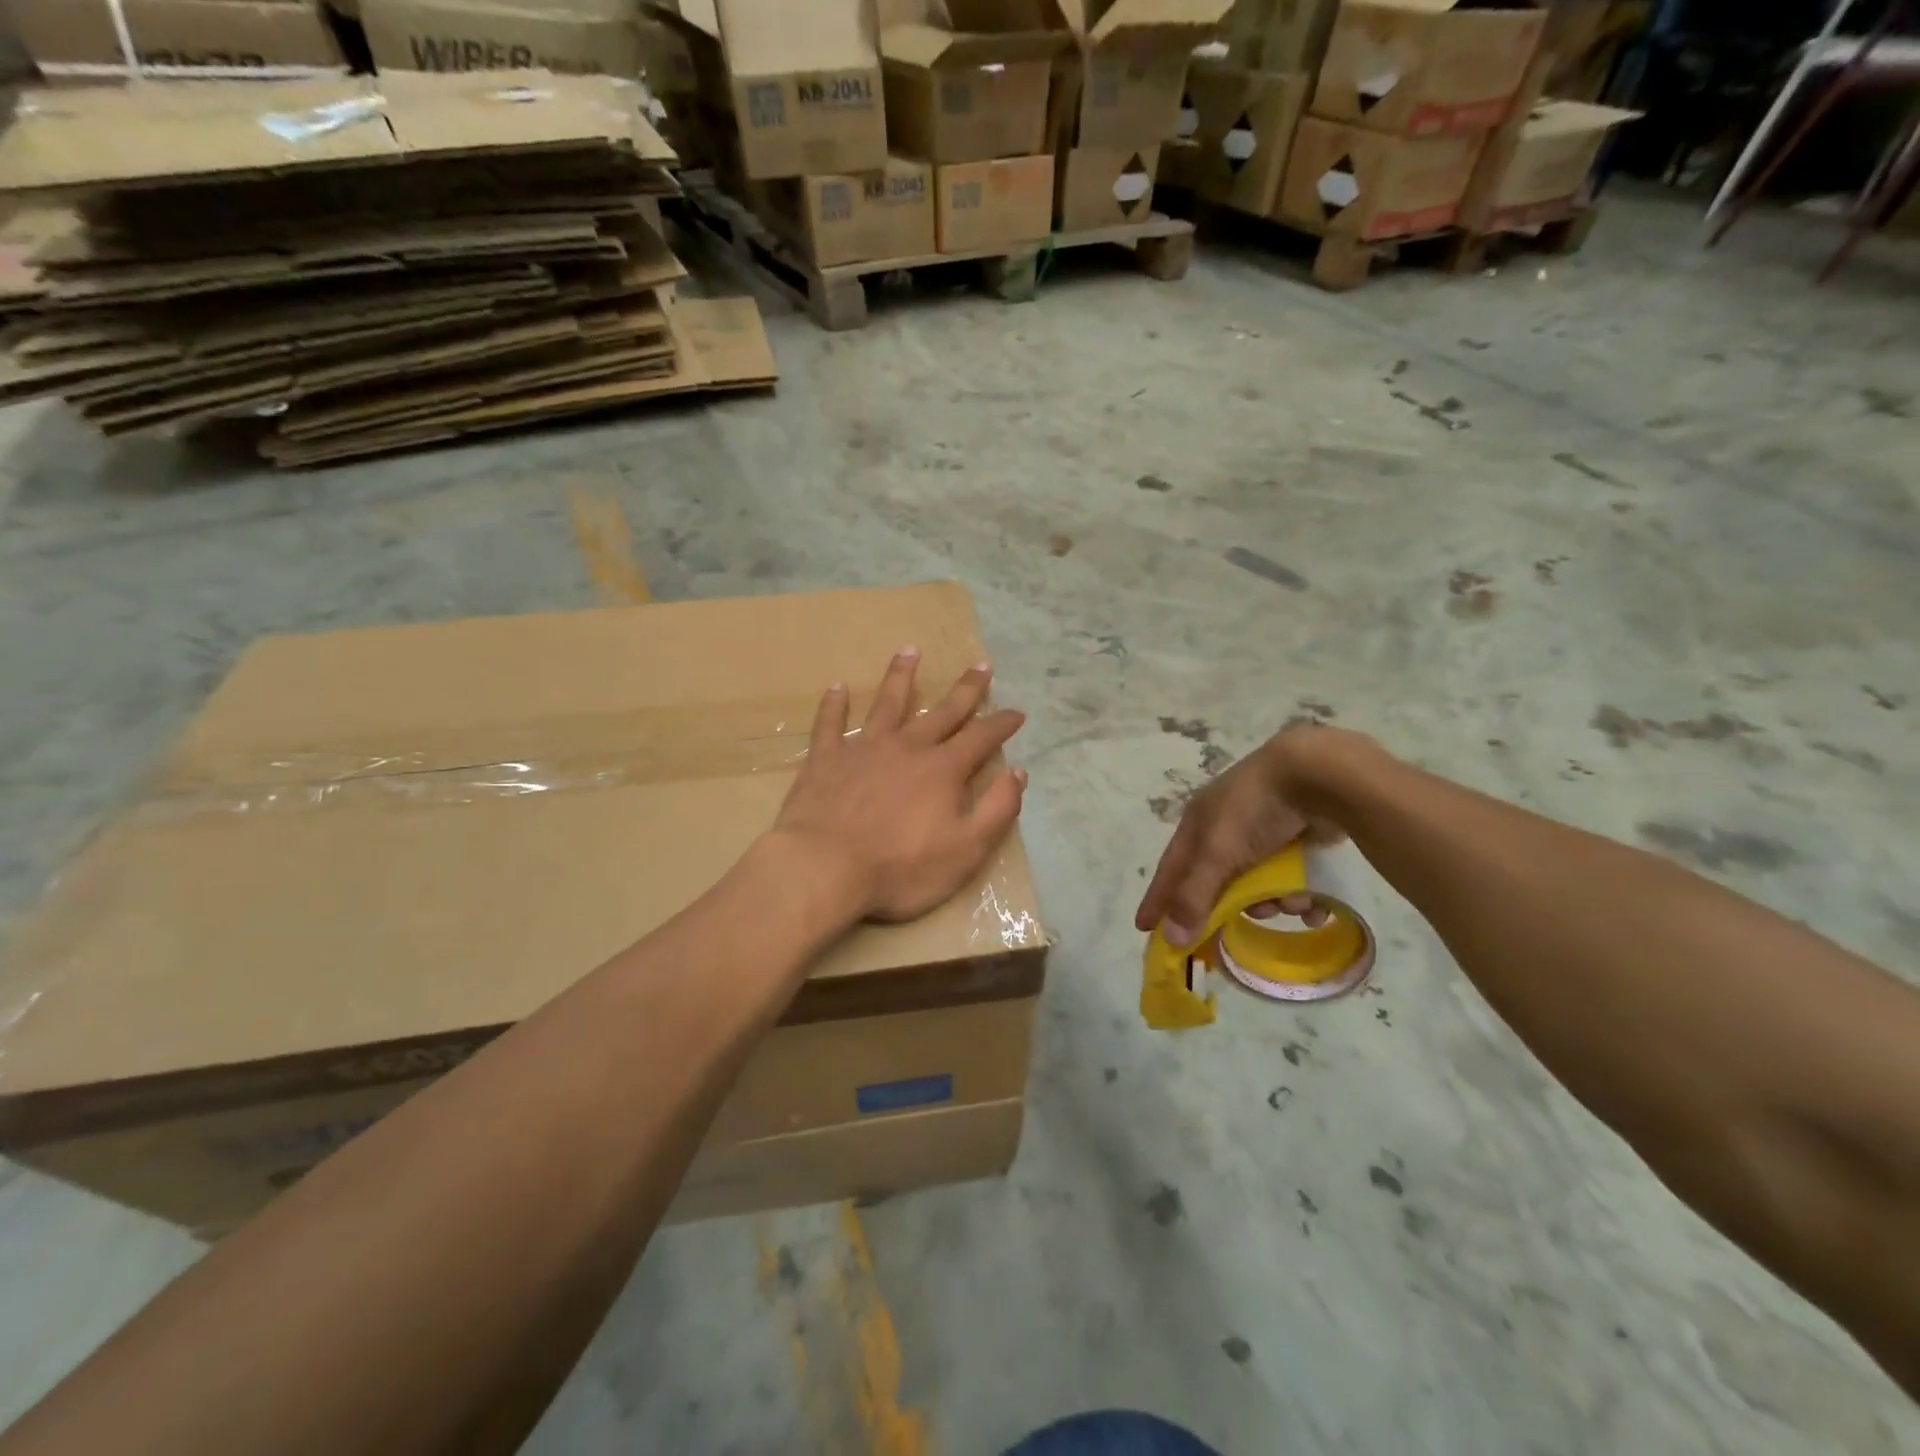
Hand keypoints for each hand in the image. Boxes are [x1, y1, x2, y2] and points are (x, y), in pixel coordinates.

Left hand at [773, 648, 1027, 922]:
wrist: (825, 868)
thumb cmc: (901, 868)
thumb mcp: (966, 849)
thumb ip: (997, 809)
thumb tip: (1019, 773)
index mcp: (942, 770)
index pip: (981, 738)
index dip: (1002, 724)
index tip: (1017, 712)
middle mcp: (907, 748)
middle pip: (942, 711)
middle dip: (966, 689)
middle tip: (981, 665)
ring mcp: (864, 749)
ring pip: (887, 703)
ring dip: (901, 676)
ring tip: (910, 651)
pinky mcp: (825, 759)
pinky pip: (830, 724)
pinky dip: (834, 704)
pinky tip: (837, 687)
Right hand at [1134, 727, 1345, 947]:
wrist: (1318, 775)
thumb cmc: (1255, 810)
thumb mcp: (1219, 854)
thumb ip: (1195, 896)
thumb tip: (1171, 939)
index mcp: (1198, 823)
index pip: (1171, 869)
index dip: (1159, 898)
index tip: (1145, 928)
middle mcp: (1225, 828)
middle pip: (1217, 882)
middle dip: (1230, 906)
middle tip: (1232, 935)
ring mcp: (1264, 832)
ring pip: (1259, 884)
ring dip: (1274, 901)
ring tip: (1291, 903)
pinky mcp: (1297, 838)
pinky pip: (1292, 879)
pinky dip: (1301, 895)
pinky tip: (1315, 905)